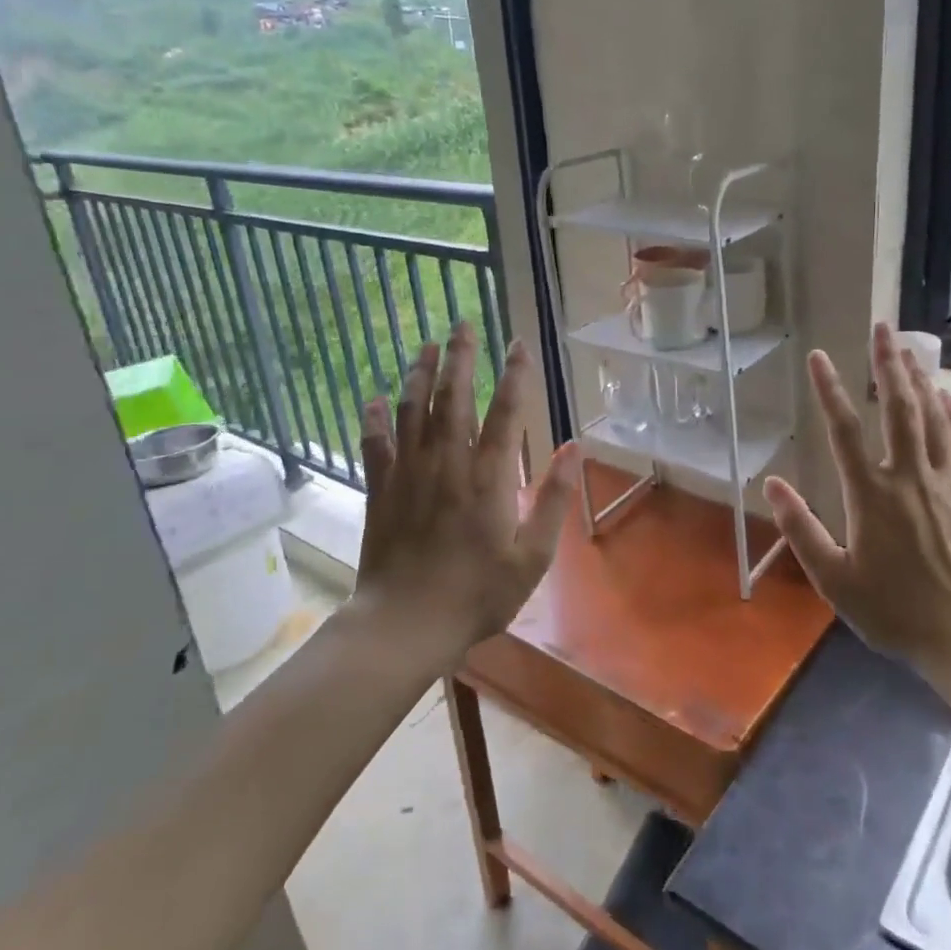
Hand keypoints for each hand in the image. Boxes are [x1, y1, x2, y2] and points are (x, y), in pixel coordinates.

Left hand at [351, 323, 579, 668]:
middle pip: (453, 398)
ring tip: (427, 346)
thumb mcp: (533, 557)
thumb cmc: (477, 595)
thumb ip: (554, 499)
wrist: (405, 625)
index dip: (514, 375)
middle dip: (460, 358)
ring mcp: (409, 474)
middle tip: (462, 324)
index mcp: (489, 479)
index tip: (517, 343)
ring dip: (420, 374)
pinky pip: (376, 444)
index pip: (505, 413)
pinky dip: (374, 418)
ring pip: (413, 410)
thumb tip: (576, 448)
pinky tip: (374, 398)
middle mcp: (448, 464)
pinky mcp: (381, 490)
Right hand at [764, 322, 950, 677]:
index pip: (845, 431)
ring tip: (908, 348)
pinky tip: (946, 397)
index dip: (829, 391)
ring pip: (933, 418)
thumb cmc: (894, 612)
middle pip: (899, 409)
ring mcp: (947, 483)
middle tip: (882, 327)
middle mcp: (910, 477)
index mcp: (872, 496)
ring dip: (919, 380)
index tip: (819, 357)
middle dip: (888, 364)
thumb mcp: (834, 580)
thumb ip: (801, 529)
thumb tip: (771, 483)